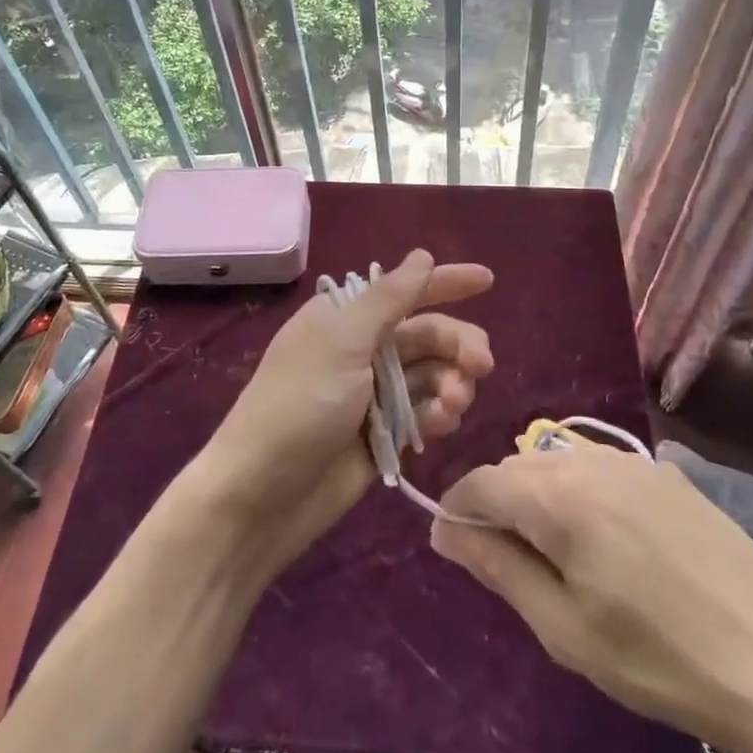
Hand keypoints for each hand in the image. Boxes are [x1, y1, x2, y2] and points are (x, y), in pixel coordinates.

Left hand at [196, 249, 493, 576]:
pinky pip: (426, 413)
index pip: (405, 290)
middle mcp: (363, 349)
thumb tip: (422, 256)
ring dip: (452, 384)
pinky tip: (441, 426)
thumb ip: (388, 299)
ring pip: (434, 375)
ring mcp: (375, 394)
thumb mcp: (342, 342)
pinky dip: (439, 415)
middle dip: (458, 345)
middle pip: (429, 334)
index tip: (489, 280)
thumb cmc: (299, 404)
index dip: (446, 281)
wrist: (263, 496)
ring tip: (453, 406)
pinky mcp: (385, 434)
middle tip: (481, 365)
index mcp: (346, 317)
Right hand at [430, 443, 752, 752]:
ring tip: (557, 551)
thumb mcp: (565, 628)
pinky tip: (606, 538)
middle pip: (517, 466)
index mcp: (558, 496)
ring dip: (539, 494)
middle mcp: (589, 459)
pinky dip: (580, 490)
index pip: (481, 481)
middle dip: (498, 503)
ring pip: (557, 461)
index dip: (458, 508)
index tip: (455, 544)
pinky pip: (598, 466)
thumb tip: (445, 530)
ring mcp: (631, 460)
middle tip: (509, 560)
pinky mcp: (664, 470)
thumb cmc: (659, 658)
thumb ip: (498, 567)